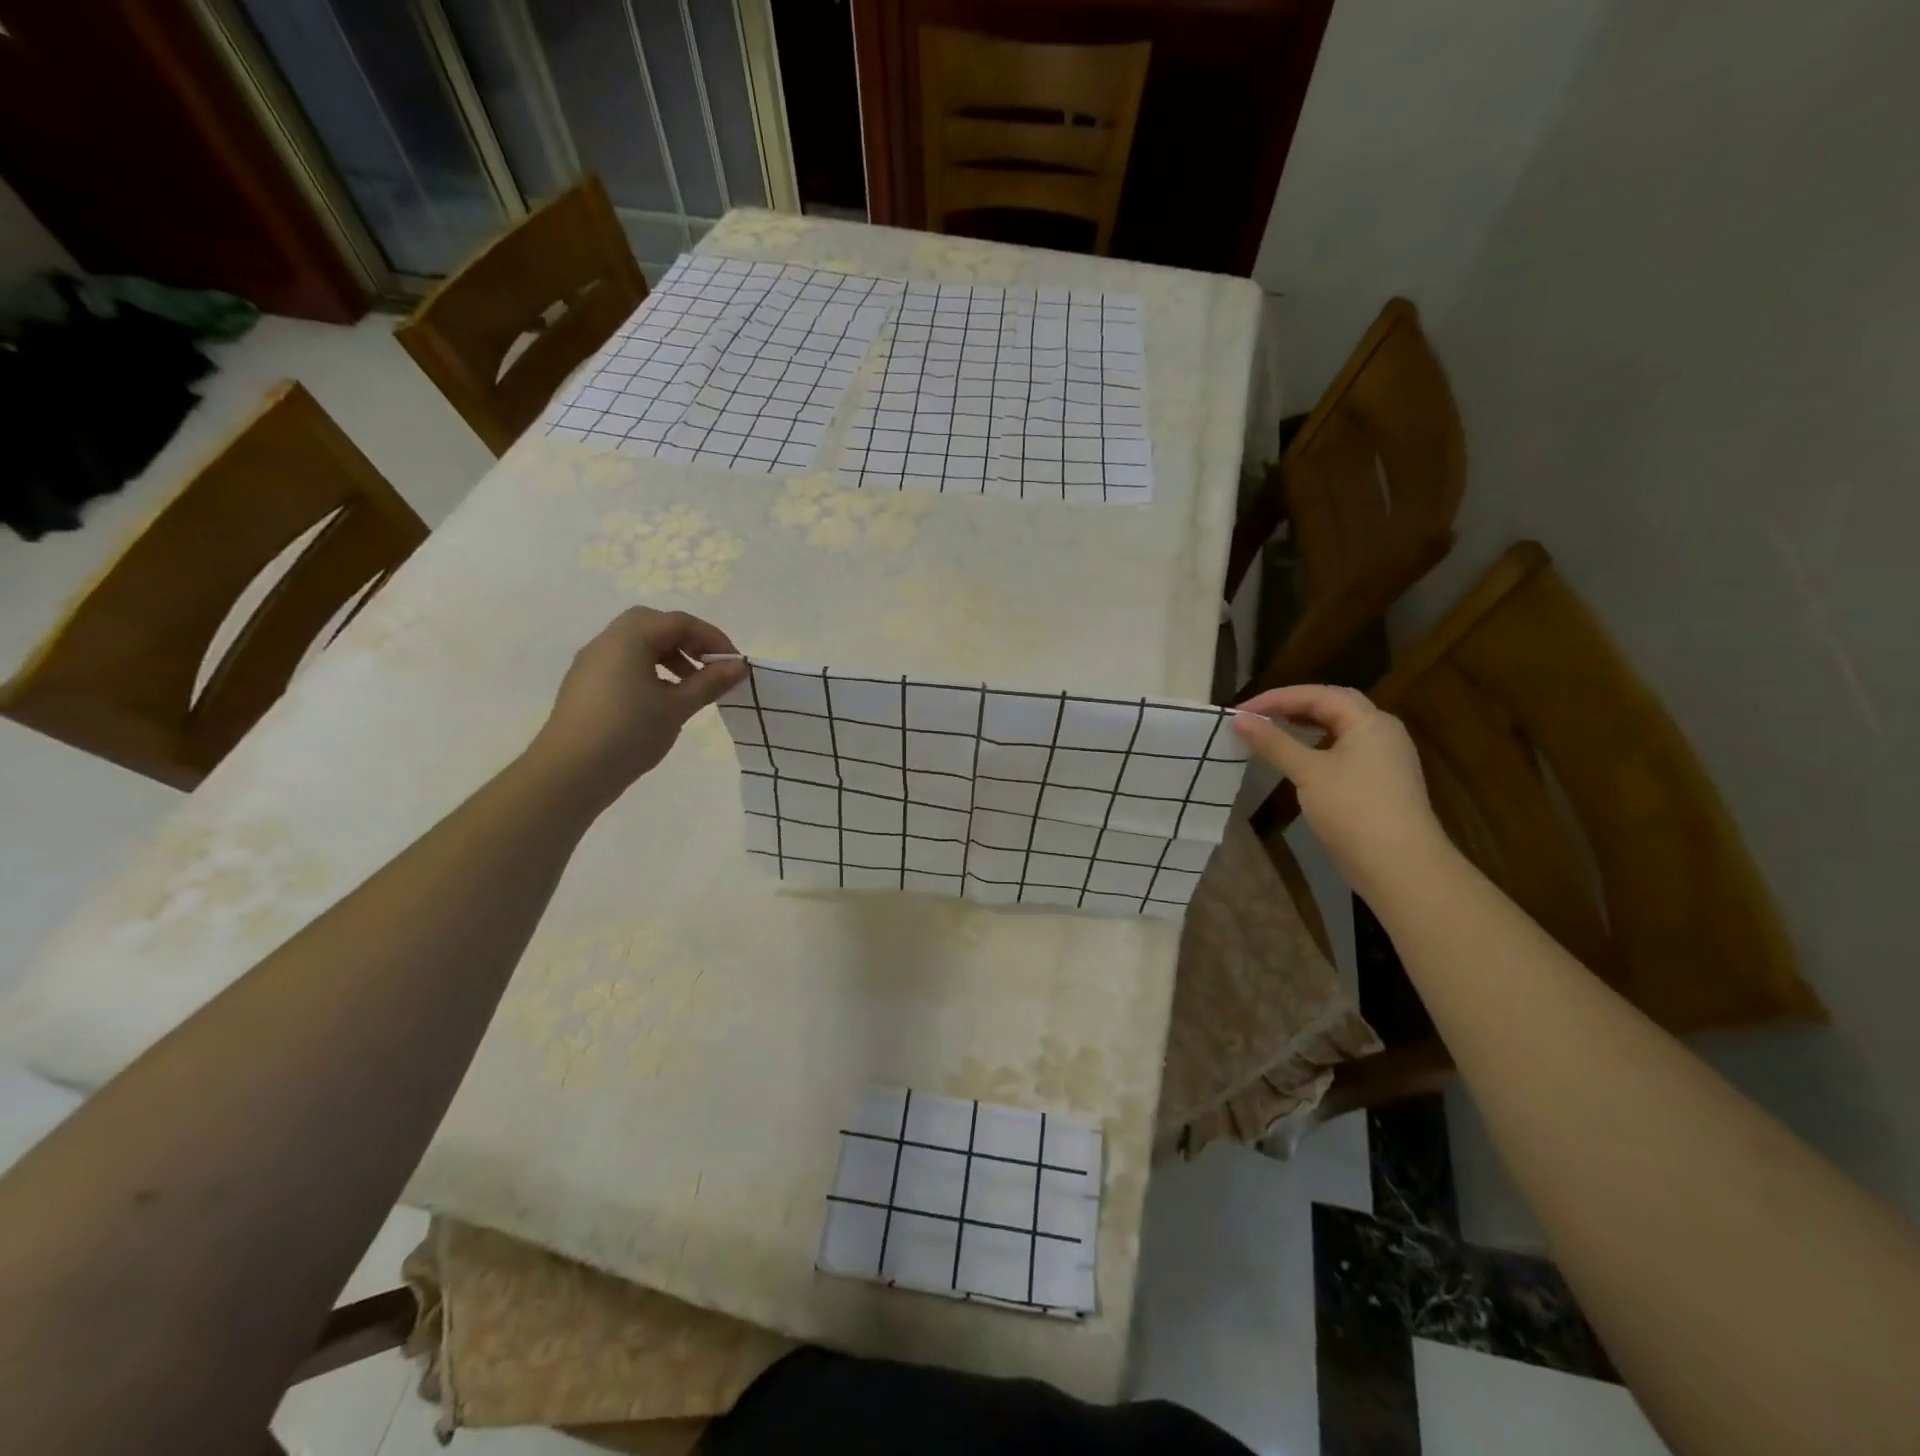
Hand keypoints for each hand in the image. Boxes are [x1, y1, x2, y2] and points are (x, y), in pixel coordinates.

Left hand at [528, 608, 745, 810]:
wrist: (570, 772)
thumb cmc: (629, 732)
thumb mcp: (677, 707)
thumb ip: (709, 682)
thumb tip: (739, 666)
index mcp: (629, 638)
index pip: (679, 622)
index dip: (712, 638)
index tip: (734, 665)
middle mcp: (607, 642)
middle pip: (654, 625)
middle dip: (687, 642)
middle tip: (708, 667)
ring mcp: (592, 664)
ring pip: (637, 645)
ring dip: (669, 657)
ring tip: (690, 688)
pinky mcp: (585, 685)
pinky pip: (624, 664)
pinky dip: (649, 671)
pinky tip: (662, 701)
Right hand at [1231, 684, 1450, 894]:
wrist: (1399, 865)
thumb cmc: (1354, 809)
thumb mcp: (1308, 772)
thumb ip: (1273, 743)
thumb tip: (1238, 719)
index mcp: (1370, 722)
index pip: (1319, 695)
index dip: (1278, 698)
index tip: (1242, 711)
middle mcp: (1381, 733)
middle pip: (1333, 707)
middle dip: (1292, 707)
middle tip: (1256, 716)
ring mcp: (1383, 759)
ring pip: (1338, 731)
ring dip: (1304, 728)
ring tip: (1271, 733)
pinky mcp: (1378, 783)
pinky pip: (1342, 752)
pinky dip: (1315, 749)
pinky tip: (1297, 761)